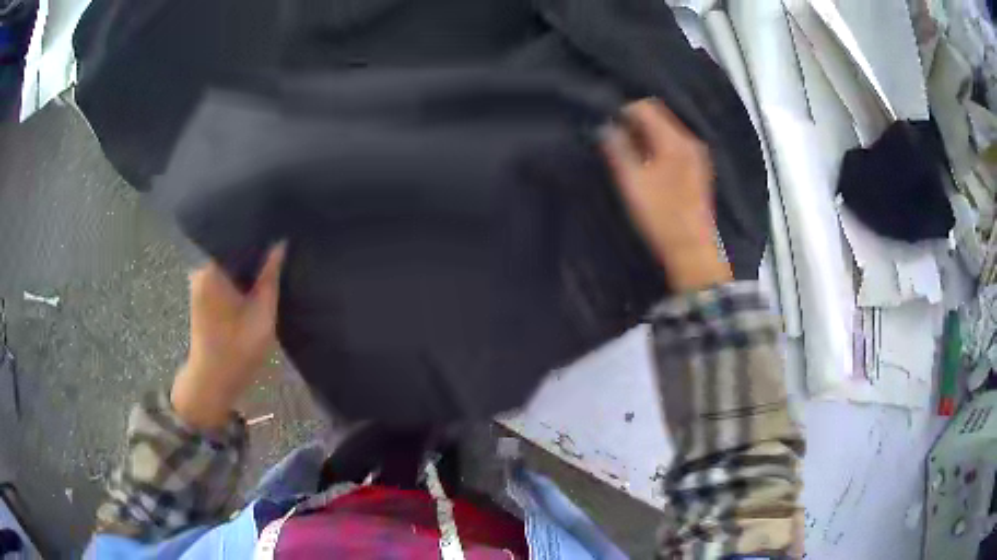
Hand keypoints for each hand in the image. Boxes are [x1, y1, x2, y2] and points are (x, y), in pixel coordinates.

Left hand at [171, 243, 286, 430]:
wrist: (213, 381)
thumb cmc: (238, 349)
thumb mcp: (262, 313)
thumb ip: (270, 276)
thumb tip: (280, 242)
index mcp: (212, 269)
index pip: (235, 233)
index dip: (257, 226)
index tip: (277, 220)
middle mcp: (201, 268)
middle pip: (230, 243)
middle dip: (253, 241)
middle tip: (278, 233)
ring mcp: (199, 280)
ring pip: (227, 257)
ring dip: (246, 257)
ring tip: (270, 247)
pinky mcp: (202, 291)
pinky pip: (223, 269)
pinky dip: (238, 269)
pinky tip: (255, 270)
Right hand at [602, 99, 731, 291]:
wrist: (692, 250)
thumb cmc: (660, 216)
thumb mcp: (633, 181)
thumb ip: (618, 149)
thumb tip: (605, 126)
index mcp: (674, 140)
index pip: (646, 107)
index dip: (623, 110)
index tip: (606, 124)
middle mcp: (689, 141)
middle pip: (659, 116)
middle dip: (635, 122)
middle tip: (613, 139)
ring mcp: (697, 155)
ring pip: (666, 131)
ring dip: (646, 135)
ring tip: (627, 152)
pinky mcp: (698, 169)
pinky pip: (674, 145)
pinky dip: (658, 146)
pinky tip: (647, 164)